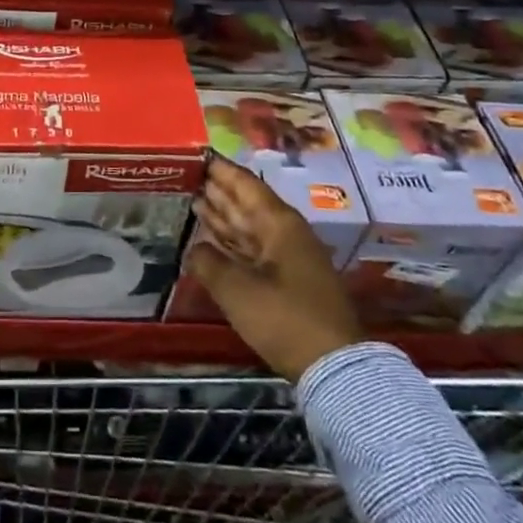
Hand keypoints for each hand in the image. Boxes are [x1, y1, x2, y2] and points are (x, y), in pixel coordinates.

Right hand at [186, 157, 362, 381]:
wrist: (334, 368)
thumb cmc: (285, 318)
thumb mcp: (237, 290)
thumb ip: (208, 263)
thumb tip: (194, 249)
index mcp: (279, 223)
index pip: (244, 184)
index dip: (220, 169)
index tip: (197, 154)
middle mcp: (286, 233)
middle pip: (247, 203)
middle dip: (219, 190)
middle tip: (188, 175)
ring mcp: (289, 258)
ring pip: (249, 228)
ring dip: (223, 216)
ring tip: (194, 200)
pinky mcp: (288, 283)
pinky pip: (253, 250)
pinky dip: (232, 243)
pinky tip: (213, 240)